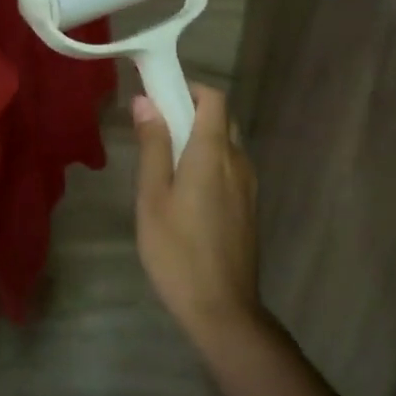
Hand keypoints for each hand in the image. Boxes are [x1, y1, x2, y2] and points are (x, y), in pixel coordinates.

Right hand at [131, 85, 262, 353]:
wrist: (222, 308)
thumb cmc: (177, 251)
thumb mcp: (153, 197)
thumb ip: (153, 146)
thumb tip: (146, 101)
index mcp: (213, 153)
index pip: (213, 98)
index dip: (188, 88)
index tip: (159, 95)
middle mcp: (238, 161)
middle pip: (221, 118)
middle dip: (191, 112)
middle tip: (156, 130)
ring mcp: (248, 185)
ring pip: (227, 143)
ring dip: (200, 138)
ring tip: (166, 162)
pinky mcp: (250, 206)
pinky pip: (231, 167)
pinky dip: (210, 161)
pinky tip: (186, 191)